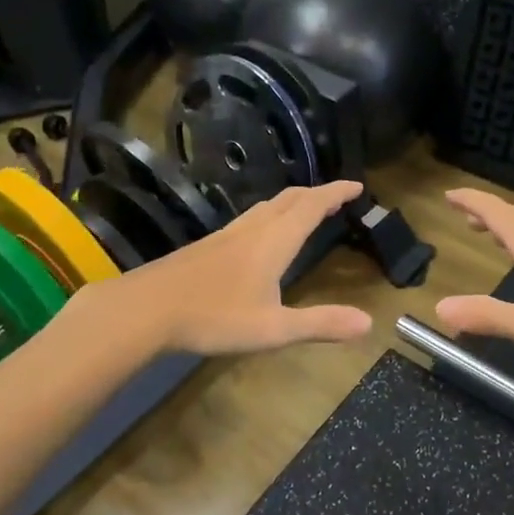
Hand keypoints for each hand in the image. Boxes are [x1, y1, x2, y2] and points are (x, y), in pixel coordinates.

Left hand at [109, 179, 373, 355]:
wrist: (144, 310)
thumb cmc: (214, 317)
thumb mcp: (273, 328)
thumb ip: (320, 324)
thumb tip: (369, 323)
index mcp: (274, 241)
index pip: (312, 206)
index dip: (336, 192)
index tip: (357, 185)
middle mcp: (253, 229)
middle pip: (290, 199)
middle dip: (317, 193)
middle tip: (337, 196)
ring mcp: (226, 235)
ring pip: (266, 207)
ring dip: (292, 202)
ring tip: (305, 209)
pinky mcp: (207, 246)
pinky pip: (249, 219)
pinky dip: (270, 215)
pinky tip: (260, 236)